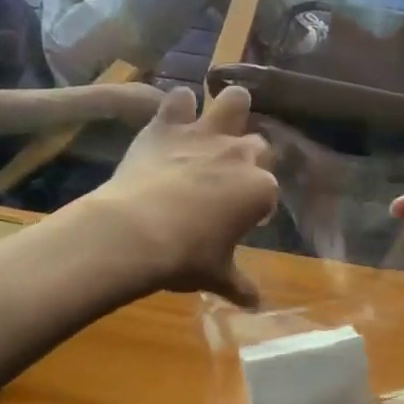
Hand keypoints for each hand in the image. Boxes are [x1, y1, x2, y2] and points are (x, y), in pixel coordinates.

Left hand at [82, 85, 276, 306]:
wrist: (135, 233)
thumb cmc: (185, 257)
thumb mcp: (216, 275)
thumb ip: (239, 284)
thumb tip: (256, 304)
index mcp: (260, 189)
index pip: (269, 190)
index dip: (256, 204)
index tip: (242, 219)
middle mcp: (240, 154)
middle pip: (258, 143)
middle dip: (249, 155)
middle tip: (229, 175)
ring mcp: (204, 135)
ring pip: (232, 101)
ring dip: (229, 106)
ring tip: (220, 118)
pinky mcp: (167, 126)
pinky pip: (179, 99)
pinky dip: (177, 105)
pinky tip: (173, 114)